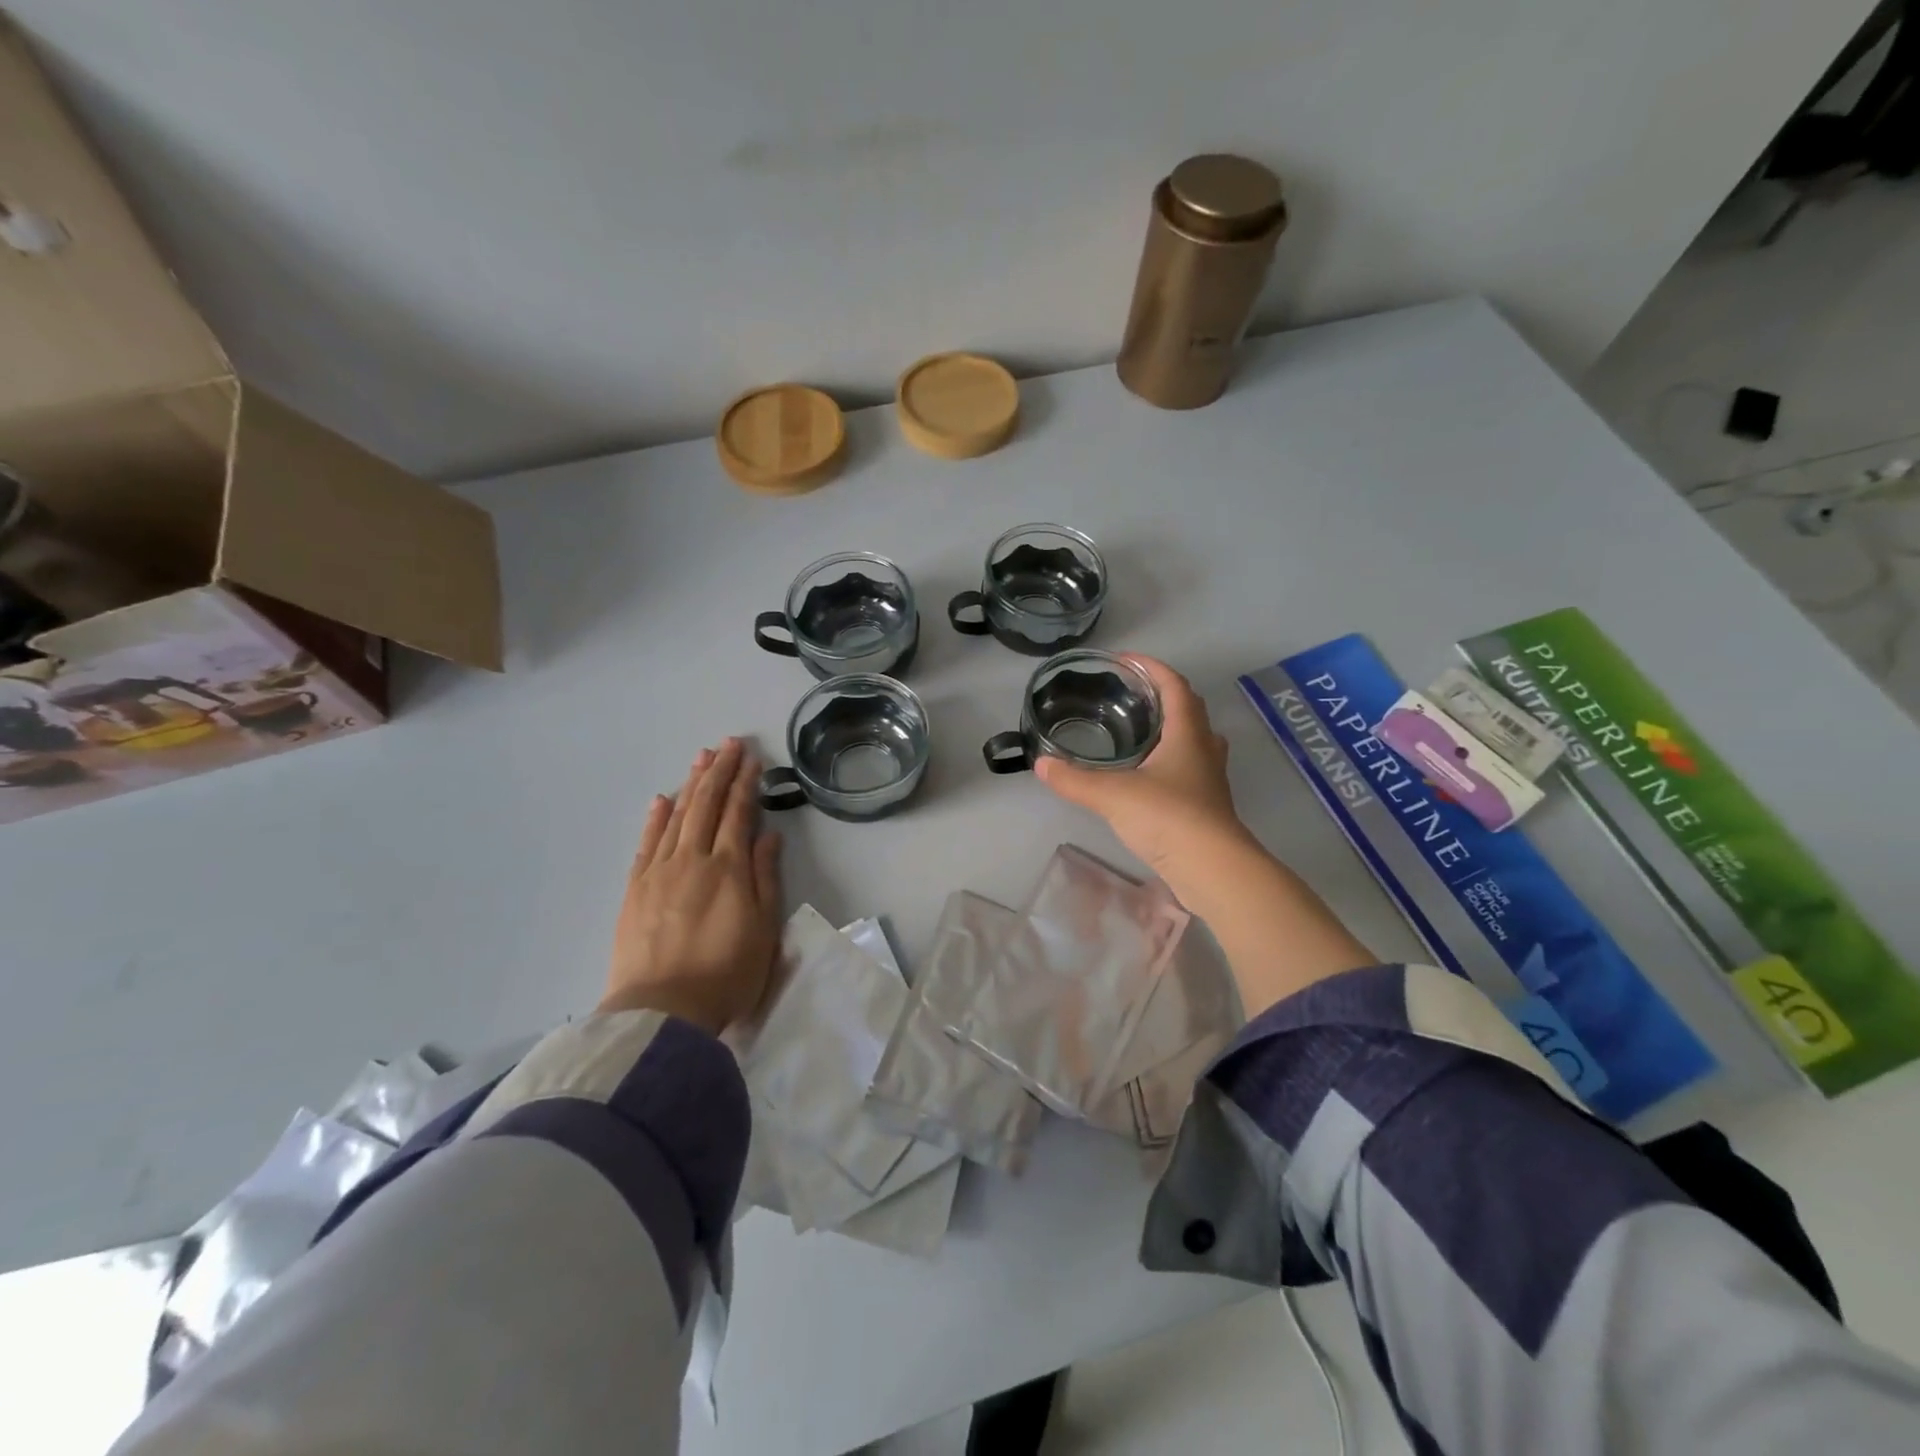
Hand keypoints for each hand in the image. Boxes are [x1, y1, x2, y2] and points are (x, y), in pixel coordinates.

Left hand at [601, 738, 783, 1033]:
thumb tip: (768, 836)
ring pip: (677, 816)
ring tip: (701, 758)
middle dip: (719, 771)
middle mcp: (693, 859)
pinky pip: (646, 843)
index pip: (738, 813)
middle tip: (728, 744)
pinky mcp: (635, 889)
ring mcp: (659, 872)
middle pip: (706, 805)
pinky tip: (662, 800)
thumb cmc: (726, 975)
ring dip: (690, 784)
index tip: (752, 759)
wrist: (662, 1011)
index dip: (746, 783)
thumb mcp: (764, 929)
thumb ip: (765, 878)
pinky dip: (656, 818)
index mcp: (729, 868)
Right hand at [1038, 657, 1373, 1014]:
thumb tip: (1041, 764)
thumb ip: (1075, 779)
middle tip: (1131, 694)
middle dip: (1163, 695)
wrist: (1213, 869)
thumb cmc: (1168, 817)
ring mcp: (1210, 779)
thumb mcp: (1112, 795)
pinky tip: (1146, 774)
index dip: (1152, 667)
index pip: (1174, 686)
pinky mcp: (1207, 806)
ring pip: (1194, 740)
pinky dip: (1169, 759)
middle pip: (1190, 710)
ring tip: (1138, 730)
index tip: (1125, 659)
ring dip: (1171, 728)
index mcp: (1187, 734)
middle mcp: (1204, 750)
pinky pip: (1190, 768)